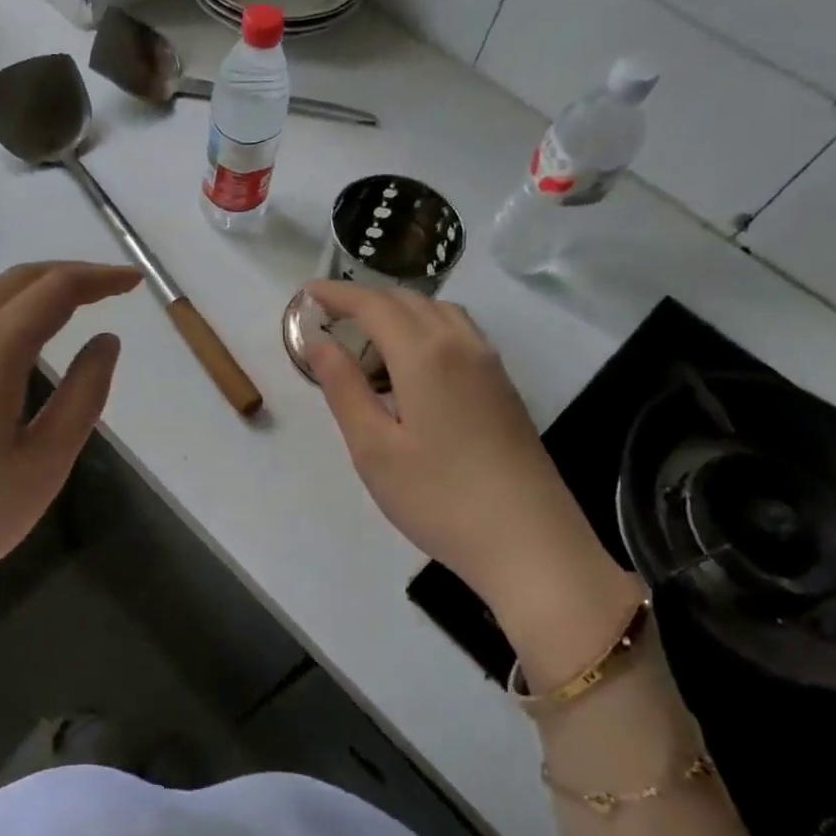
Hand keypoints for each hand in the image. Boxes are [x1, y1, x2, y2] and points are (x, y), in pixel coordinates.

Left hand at [0, 261, 141, 629]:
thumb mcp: (46, 461)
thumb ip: (83, 394)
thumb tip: (105, 342)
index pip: (55, 289)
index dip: (99, 279)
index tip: (134, 282)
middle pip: (15, 281)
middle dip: (66, 275)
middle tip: (108, 288)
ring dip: (29, 289)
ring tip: (67, 306)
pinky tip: (12, 343)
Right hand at [306, 280, 638, 676]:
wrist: (529, 542)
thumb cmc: (438, 497)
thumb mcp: (373, 448)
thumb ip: (343, 386)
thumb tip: (318, 340)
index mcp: (424, 354)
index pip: (373, 305)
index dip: (337, 293)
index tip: (306, 293)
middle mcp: (461, 344)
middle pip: (408, 301)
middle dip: (365, 300)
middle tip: (330, 318)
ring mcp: (490, 364)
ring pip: (440, 312)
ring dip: (400, 311)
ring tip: (370, 339)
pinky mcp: (505, 387)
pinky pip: (460, 334)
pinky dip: (428, 328)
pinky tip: (415, 365)